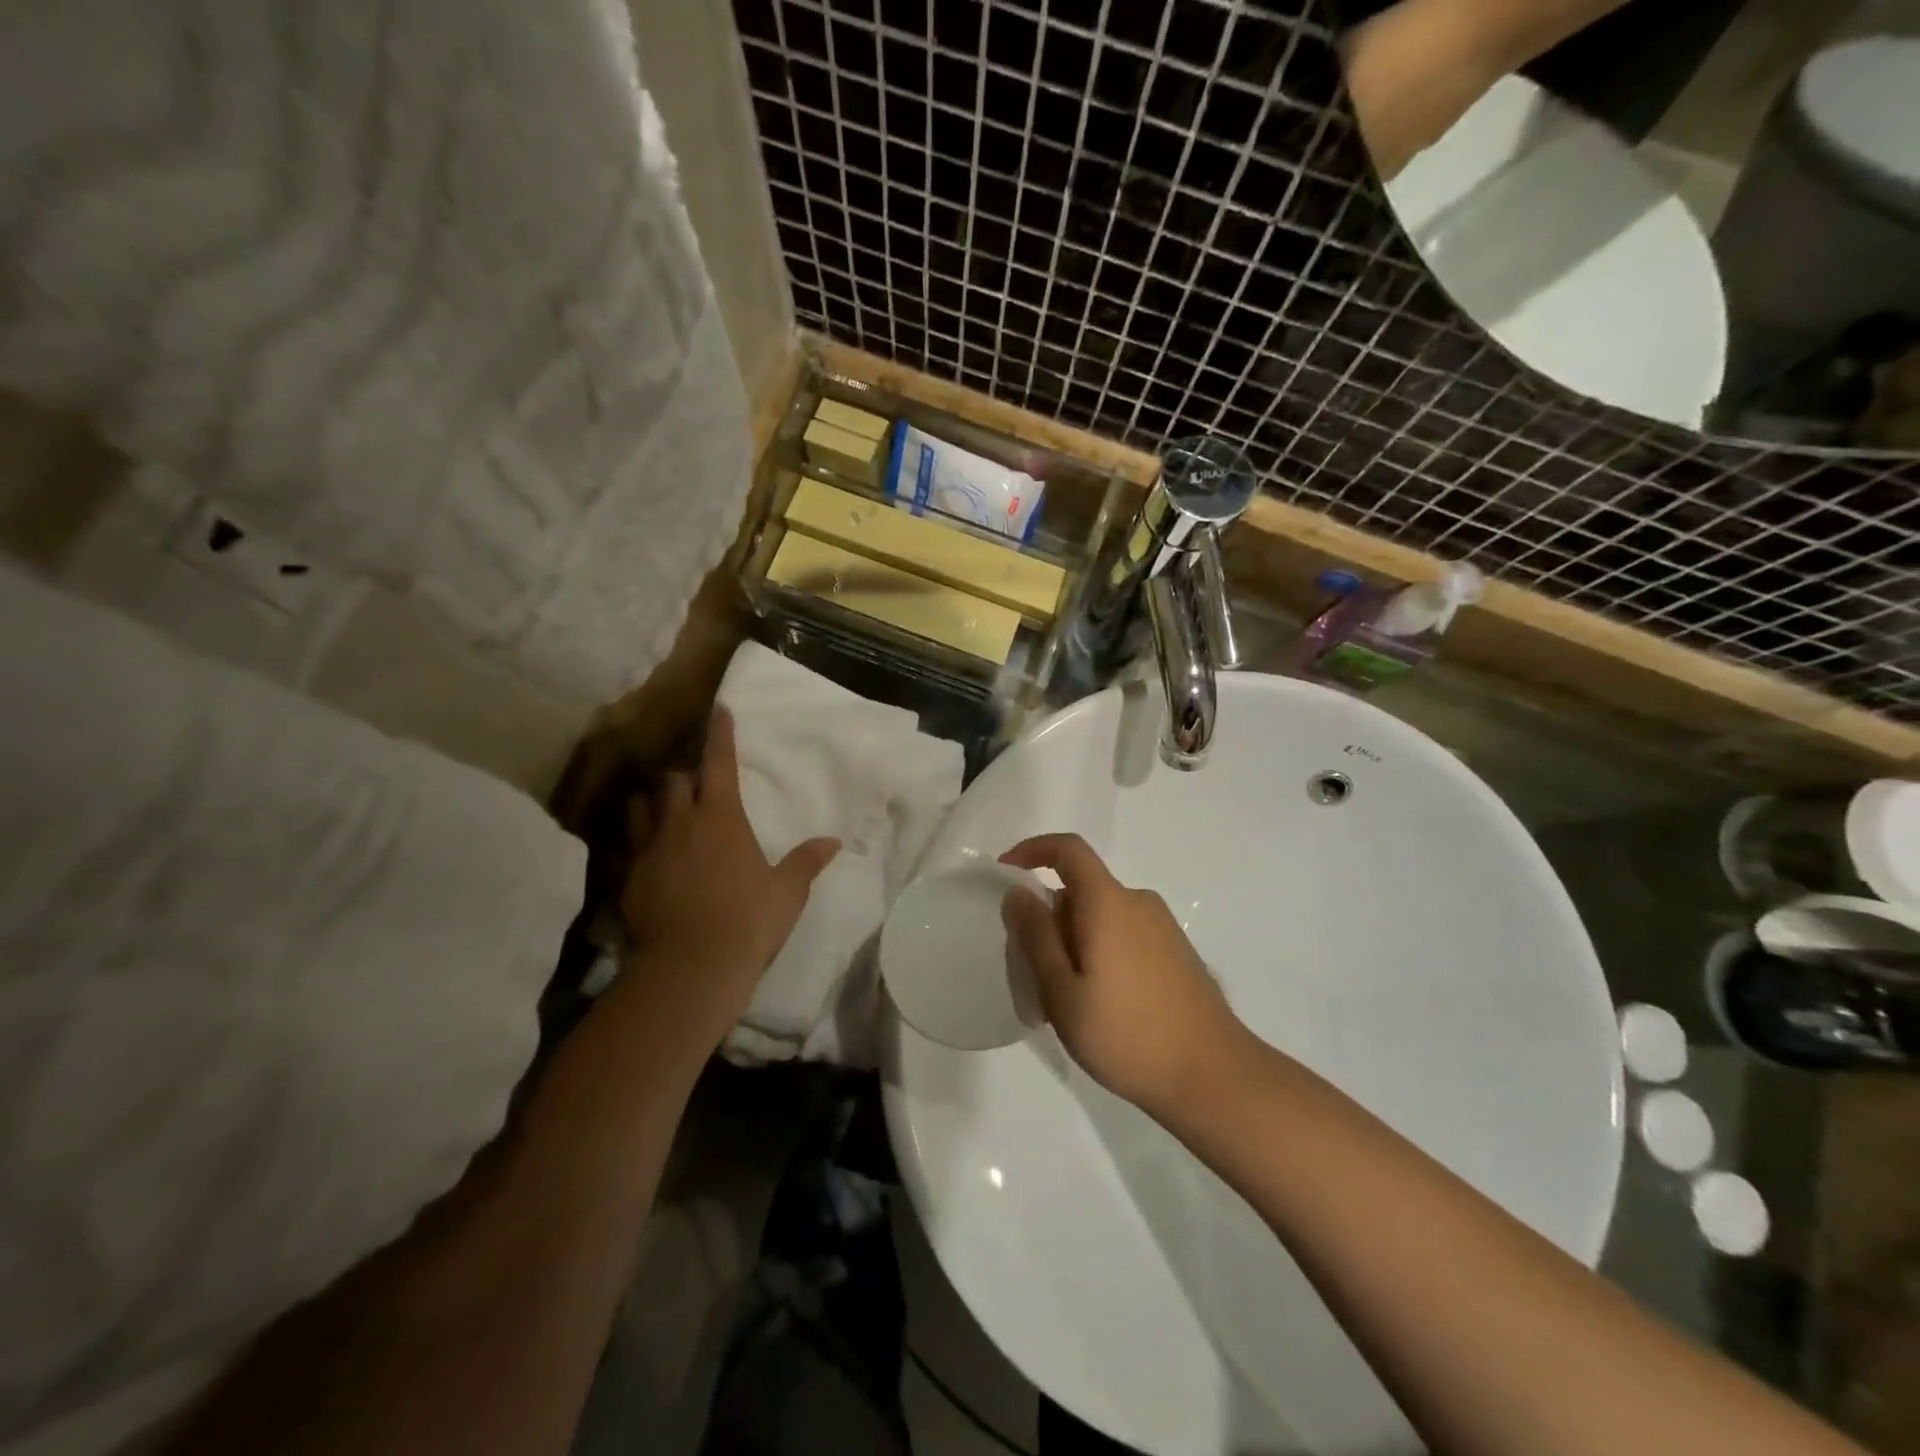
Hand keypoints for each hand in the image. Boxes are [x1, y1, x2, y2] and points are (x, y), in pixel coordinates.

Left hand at [618, 707, 838, 1051]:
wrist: (690, 967)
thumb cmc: (748, 922)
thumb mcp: (787, 892)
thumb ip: (807, 862)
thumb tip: (833, 842)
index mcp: (722, 819)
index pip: (720, 764)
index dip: (720, 735)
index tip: (718, 710)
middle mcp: (680, 824)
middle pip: (671, 781)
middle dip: (681, 777)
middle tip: (691, 786)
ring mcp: (647, 850)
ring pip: (638, 807)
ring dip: (649, 804)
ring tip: (658, 811)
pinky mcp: (624, 879)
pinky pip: (619, 848)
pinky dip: (627, 843)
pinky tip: (633, 853)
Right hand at [1000, 834, 1245, 1117]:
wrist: (1214, 1077)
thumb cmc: (1127, 1034)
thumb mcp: (1062, 992)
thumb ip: (1036, 937)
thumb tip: (1018, 893)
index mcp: (1109, 902)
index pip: (1068, 850)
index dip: (1033, 850)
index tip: (1006, 875)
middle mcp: (1138, 903)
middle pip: (1081, 891)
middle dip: (1049, 920)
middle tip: (1032, 973)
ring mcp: (1163, 928)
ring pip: (1101, 918)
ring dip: (1074, 943)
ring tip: (1065, 1002)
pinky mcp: (1177, 953)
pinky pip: (1124, 936)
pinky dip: (1100, 955)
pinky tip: (1100, 1007)